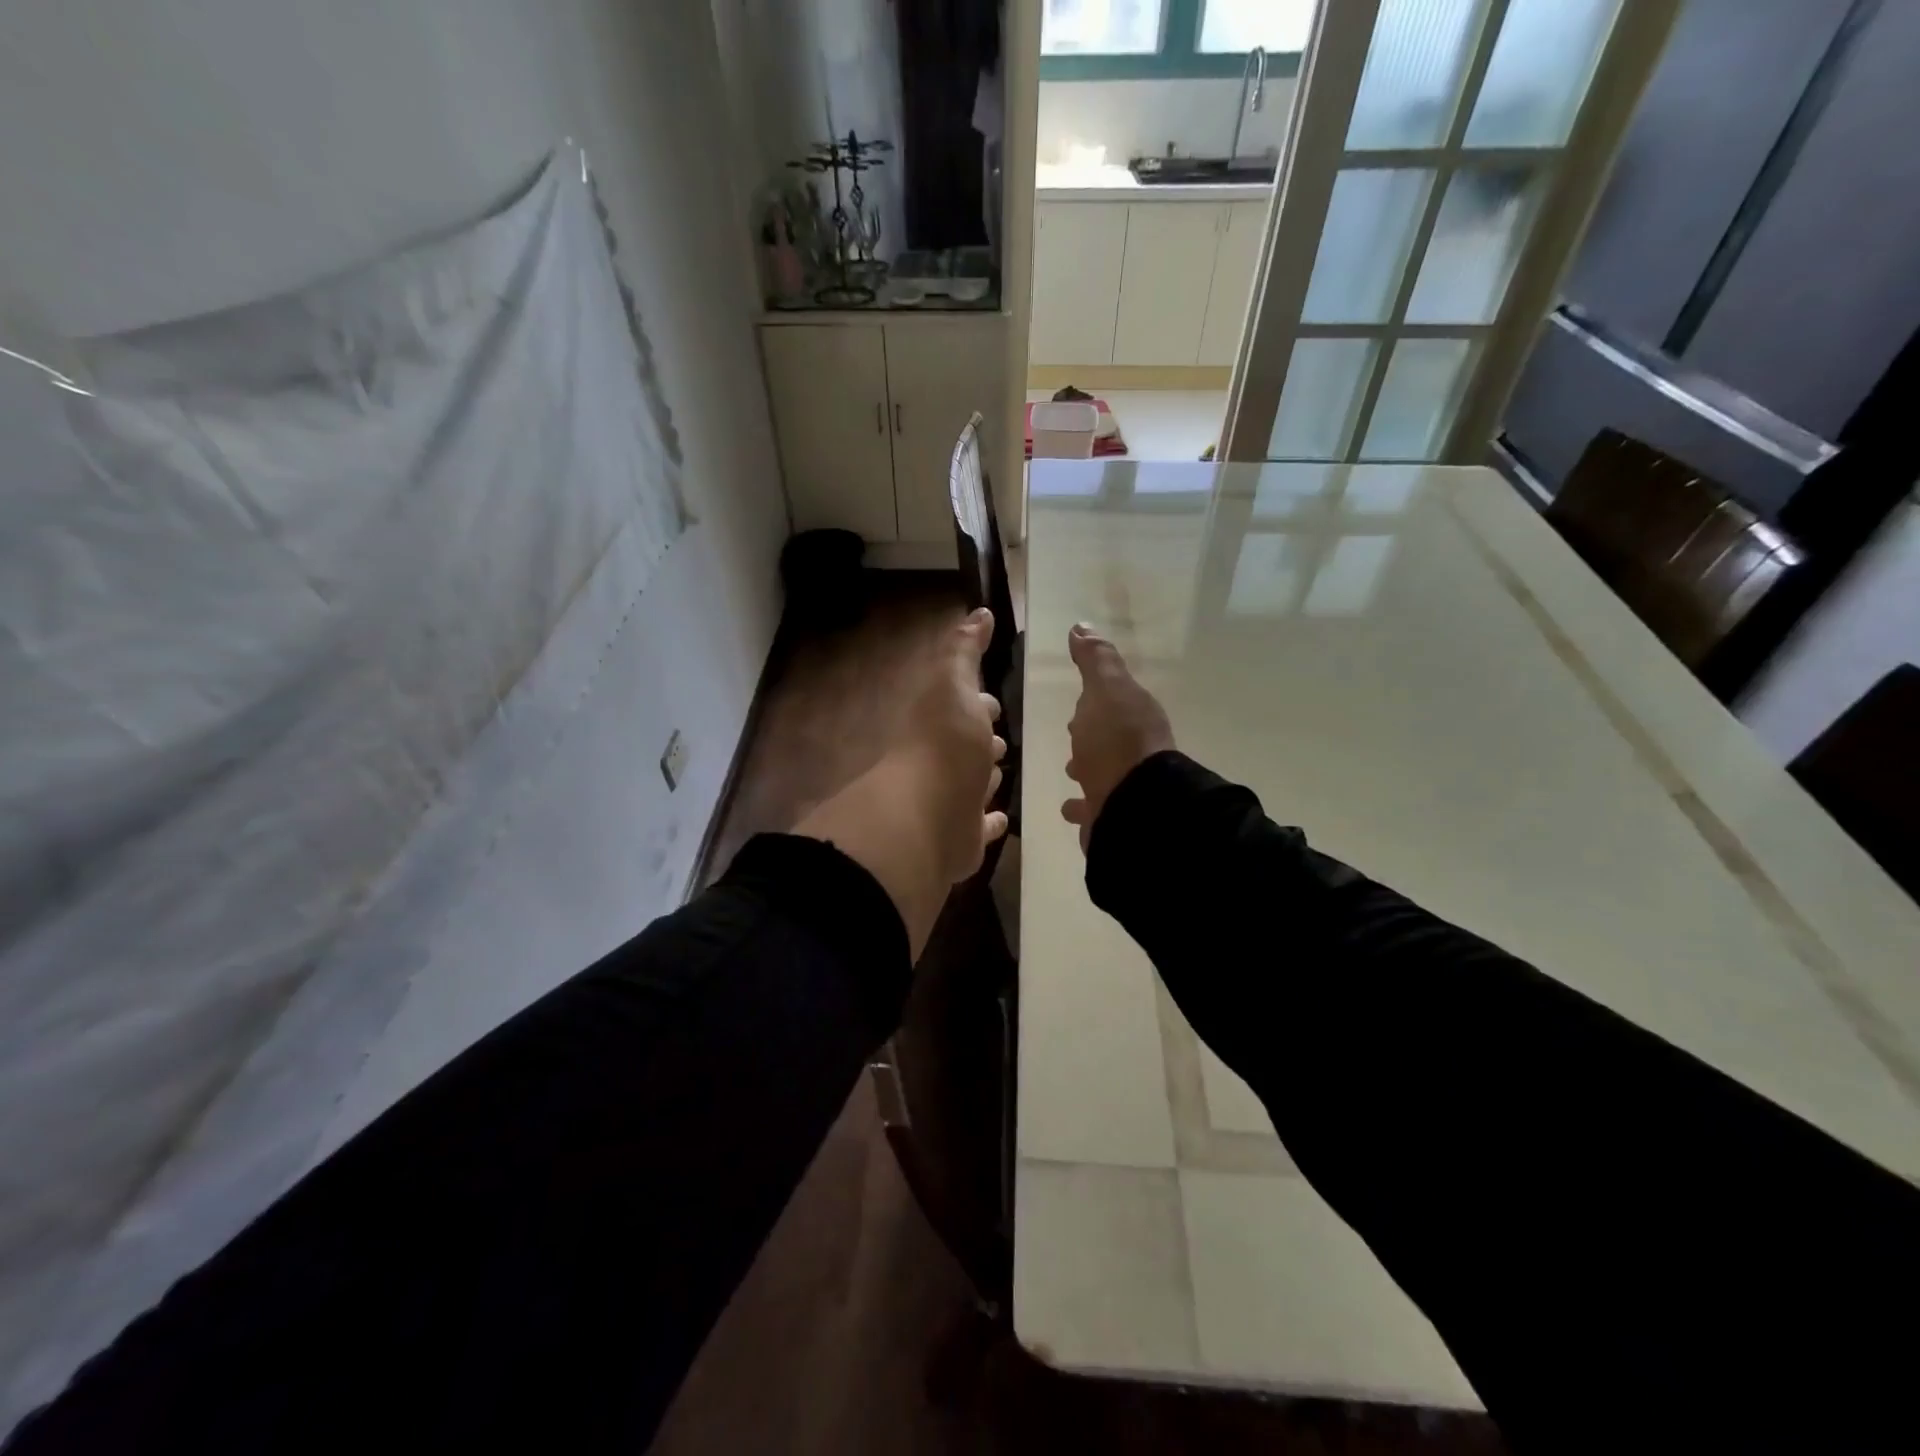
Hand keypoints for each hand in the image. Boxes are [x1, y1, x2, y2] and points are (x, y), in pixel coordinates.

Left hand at [794, 608, 1006, 958]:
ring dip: (985, 776)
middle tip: (1000, 738)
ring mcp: (952, 801)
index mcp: (940, 723)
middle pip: (967, 747)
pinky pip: (981, 827)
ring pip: (973, 784)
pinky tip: (1001, 818)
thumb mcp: (953, 683)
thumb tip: (978, 613)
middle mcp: (943, 761)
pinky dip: (990, 821)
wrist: (926, 816)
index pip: (961, 706)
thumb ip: (964, 650)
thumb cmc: (944, 743)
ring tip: (1002, 769)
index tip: (991, 699)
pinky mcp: (963, 838)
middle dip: (982, 739)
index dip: (976, 700)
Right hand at [1061, 623, 1173, 851]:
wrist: (1133, 805)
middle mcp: (1135, 750)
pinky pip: (1092, 806)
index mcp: (1136, 716)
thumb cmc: (1115, 741)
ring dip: (1086, 766)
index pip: (1113, 702)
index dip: (1095, 699)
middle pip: (1108, 736)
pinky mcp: (1111, 814)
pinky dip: (1080, 804)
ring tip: (1070, 769)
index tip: (1079, 701)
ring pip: (1101, 770)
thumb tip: (1081, 627)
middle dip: (1090, 733)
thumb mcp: (1105, 689)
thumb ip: (1095, 660)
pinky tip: (1069, 807)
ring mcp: (1124, 784)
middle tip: (1072, 734)